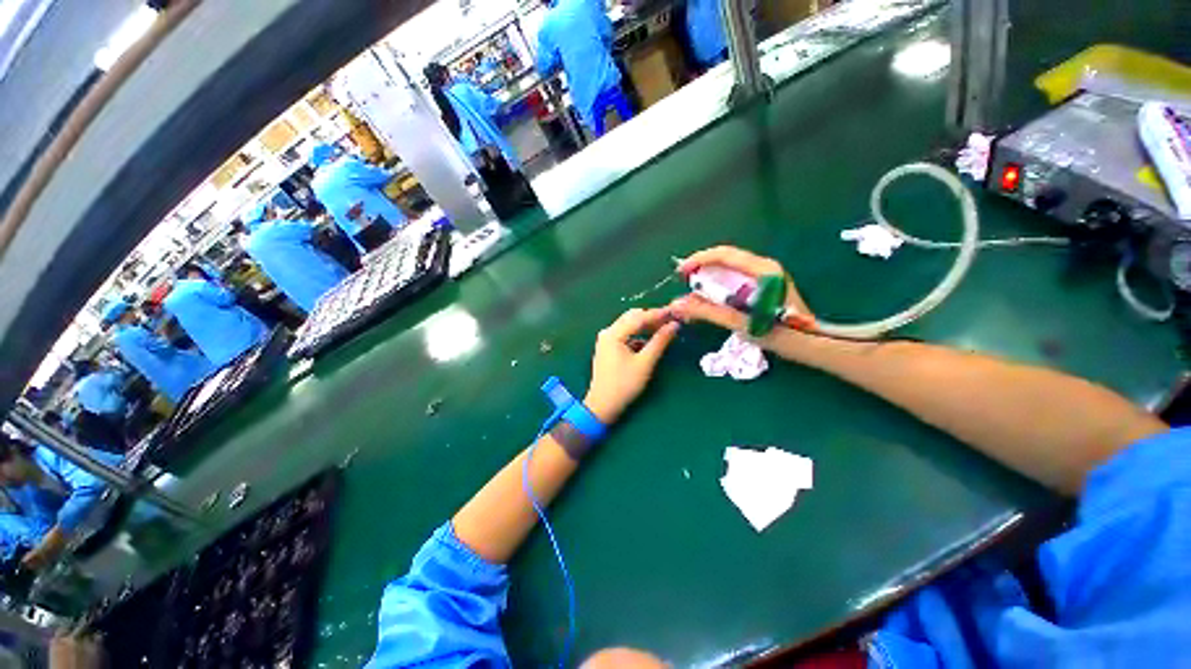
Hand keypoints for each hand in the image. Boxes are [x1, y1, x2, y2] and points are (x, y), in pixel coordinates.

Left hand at [585, 308, 679, 422]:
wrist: (603, 405)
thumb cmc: (624, 385)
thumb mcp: (645, 363)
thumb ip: (660, 342)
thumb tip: (674, 325)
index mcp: (613, 334)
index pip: (639, 317)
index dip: (658, 314)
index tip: (674, 312)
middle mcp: (607, 332)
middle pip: (632, 317)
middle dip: (651, 318)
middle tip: (670, 320)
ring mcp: (606, 339)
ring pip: (629, 325)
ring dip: (645, 326)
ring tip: (663, 329)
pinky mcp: (608, 347)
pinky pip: (625, 334)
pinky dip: (638, 335)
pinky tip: (649, 340)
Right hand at [669, 245, 812, 347]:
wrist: (812, 344)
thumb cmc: (780, 334)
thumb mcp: (740, 323)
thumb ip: (707, 312)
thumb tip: (676, 304)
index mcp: (762, 270)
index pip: (724, 255)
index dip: (698, 260)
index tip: (680, 273)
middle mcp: (763, 267)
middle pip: (725, 260)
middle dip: (701, 271)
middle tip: (683, 285)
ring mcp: (764, 276)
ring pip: (728, 271)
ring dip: (708, 280)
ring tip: (692, 295)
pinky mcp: (762, 286)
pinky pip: (734, 280)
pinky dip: (718, 288)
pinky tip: (709, 300)